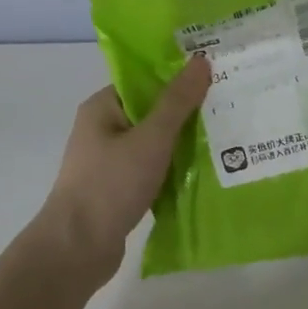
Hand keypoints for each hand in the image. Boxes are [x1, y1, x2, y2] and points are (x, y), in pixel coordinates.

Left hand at [34, 56, 211, 283]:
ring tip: (227, 140)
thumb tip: (200, 60)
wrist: (77, 248)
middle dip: (188, 113)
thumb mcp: (150, 139)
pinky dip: (175, 172)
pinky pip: (153, 172)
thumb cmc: (111, 185)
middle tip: (230, 108)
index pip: (143, 81)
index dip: (178, 77)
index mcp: (102, 108)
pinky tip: (206, 175)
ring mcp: (110, 163)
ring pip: (155, 145)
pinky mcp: (119, 191)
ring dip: (184, 146)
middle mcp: (103, 131)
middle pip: (152, 113)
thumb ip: (177, 102)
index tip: (216, 77)